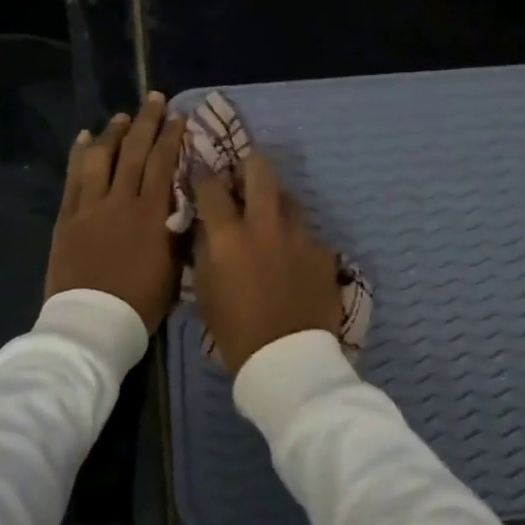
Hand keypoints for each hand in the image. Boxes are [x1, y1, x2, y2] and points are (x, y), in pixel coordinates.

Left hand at [44, 94, 185, 330]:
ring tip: (121, 117)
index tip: (178, 116)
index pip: (164, 164)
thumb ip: (176, 232)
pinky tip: (83, 138)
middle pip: (134, 152)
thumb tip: (182, 206)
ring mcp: (89, 208)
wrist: (92, 324)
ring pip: (101, 158)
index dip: (172, 137)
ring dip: (112, 133)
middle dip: (146, 122)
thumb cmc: (140, 303)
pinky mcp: (66, 218)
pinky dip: (79, 155)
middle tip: (154, 98)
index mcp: (151, 215)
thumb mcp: (173, 269)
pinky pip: (72, 178)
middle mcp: (121, 202)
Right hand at [191, 151, 343, 374]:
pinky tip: (291, 258)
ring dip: (274, 202)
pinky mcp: (324, 251)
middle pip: (260, 169)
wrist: (287, 360)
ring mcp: (300, 236)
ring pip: (288, 198)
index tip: (199, 172)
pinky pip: (306, 233)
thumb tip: (207, 225)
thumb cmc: (235, 331)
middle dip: (247, 165)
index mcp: (229, 235)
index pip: (211, 186)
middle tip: (241, 179)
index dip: (202, 174)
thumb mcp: (205, 290)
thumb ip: (205, 249)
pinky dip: (294, 238)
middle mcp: (266, 225)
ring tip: (268, 220)